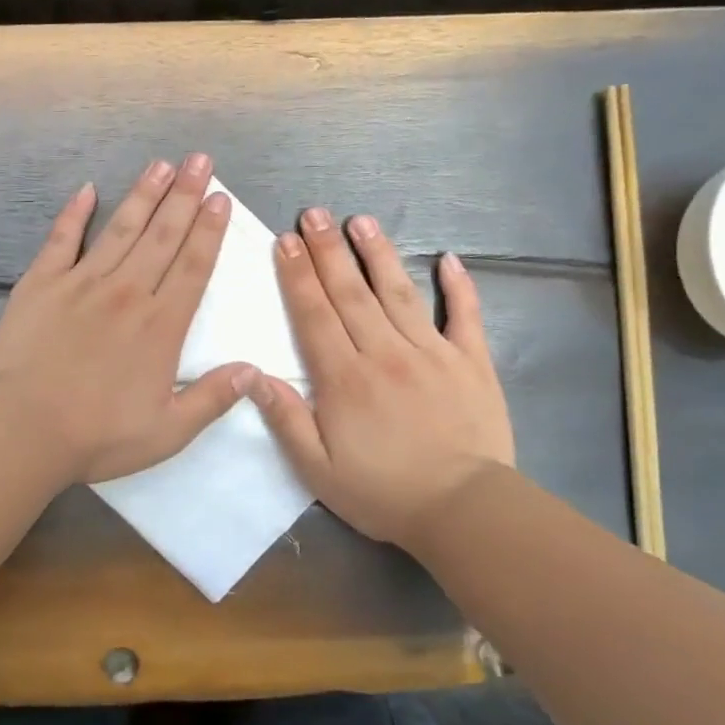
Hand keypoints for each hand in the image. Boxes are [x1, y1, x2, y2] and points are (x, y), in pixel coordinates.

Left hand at [0, 153, 254, 485]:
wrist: (21, 428)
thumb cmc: (97, 435)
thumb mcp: (168, 432)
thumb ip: (212, 398)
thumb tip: (253, 370)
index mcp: (161, 326)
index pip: (194, 266)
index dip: (209, 229)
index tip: (219, 198)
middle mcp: (127, 292)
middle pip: (162, 235)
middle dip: (185, 195)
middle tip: (200, 161)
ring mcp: (82, 282)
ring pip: (120, 228)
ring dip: (143, 194)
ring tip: (161, 165)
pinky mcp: (41, 283)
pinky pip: (62, 239)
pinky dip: (75, 213)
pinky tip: (87, 190)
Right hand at [250, 208, 514, 548]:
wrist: (464, 510)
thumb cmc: (383, 492)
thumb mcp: (318, 469)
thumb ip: (286, 419)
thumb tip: (252, 375)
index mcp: (345, 378)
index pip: (314, 314)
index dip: (297, 275)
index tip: (284, 240)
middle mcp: (385, 353)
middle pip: (350, 293)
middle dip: (328, 250)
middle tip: (314, 214)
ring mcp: (432, 353)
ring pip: (398, 292)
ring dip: (377, 254)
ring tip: (361, 220)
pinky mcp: (472, 362)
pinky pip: (465, 316)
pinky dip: (459, 286)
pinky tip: (449, 259)